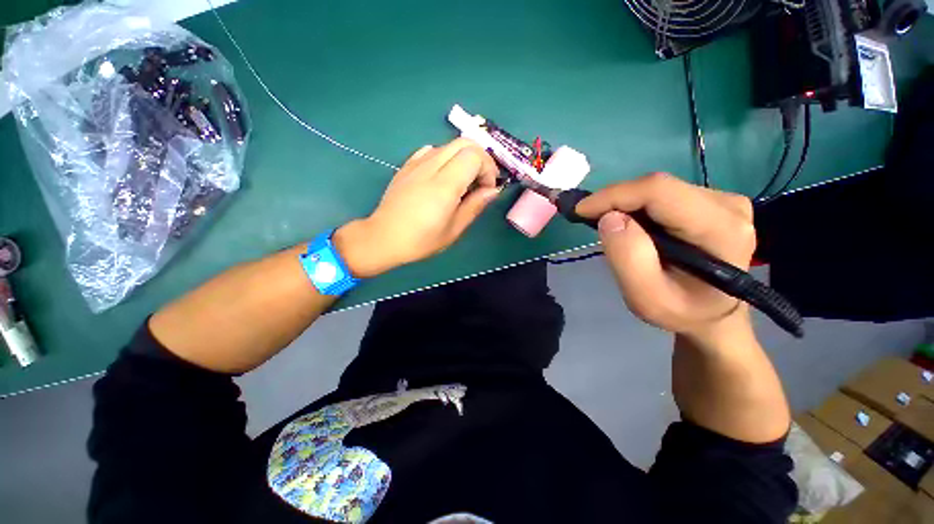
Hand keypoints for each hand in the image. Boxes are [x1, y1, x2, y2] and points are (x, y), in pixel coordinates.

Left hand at [334, 139, 500, 277]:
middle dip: (480, 158)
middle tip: (481, 181)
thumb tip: (493, 190)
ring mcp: (416, 163)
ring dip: (463, 158)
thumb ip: (475, 205)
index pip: (474, 156)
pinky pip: (432, 151)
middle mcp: (431, 167)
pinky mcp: (407, 165)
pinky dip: (445, 158)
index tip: (487, 189)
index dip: (488, 168)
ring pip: (449, 145)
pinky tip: (443, 177)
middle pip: (464, 143)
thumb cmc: (421, 240)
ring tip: (463, 182)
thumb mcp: (454, 229)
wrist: (384, 238)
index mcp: (444, 185)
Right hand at [576, 173, 756, 346]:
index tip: (580, 211)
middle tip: (588, 220)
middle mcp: (728, 205)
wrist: (711, 313)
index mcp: (720, 230)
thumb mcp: (647, 299)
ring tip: (608, 227)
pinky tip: (628, 225)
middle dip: (615, 201)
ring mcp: (723, 200)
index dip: (614, 195)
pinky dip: (635, 206)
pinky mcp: (711, 200)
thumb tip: (609, 218)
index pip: (659, 192)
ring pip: (657, 189)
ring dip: (624, 204)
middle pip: (657, 187)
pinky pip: (662, 194)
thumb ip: (628, 259)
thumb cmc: (680, 311)